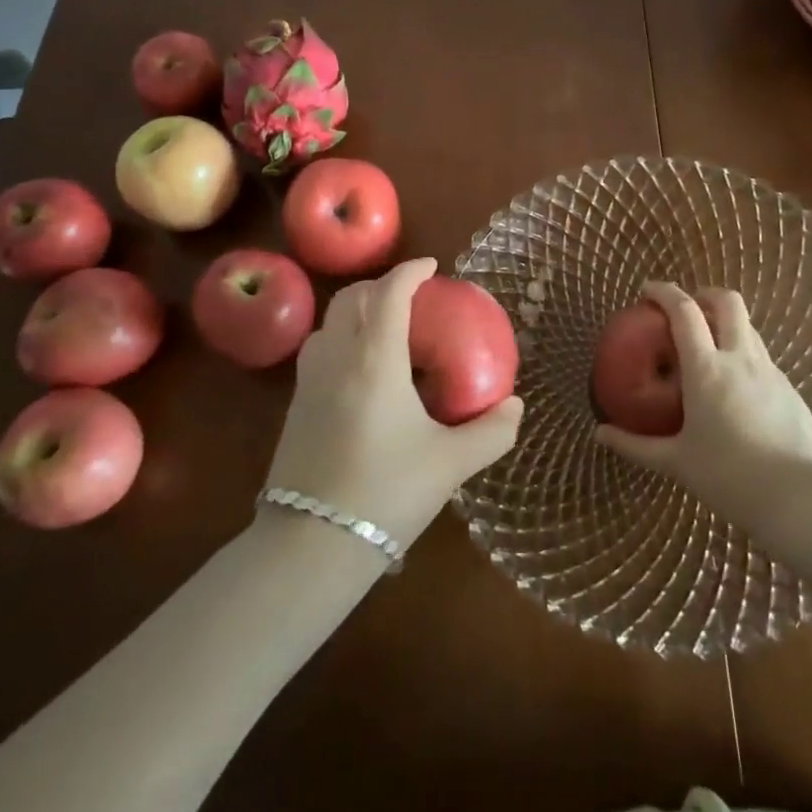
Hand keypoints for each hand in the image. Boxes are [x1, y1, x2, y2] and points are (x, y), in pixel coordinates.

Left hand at [263, 258, 523, 550]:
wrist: (309, 546)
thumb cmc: (386, 494)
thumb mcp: (450, 465)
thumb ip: (490, 432)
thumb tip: (515, 407)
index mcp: (375, 359)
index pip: (390, 293)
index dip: (411, 271)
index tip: (432, 266)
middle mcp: (337, 357)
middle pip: (353, 297)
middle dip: (381, 285)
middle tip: (411, 297)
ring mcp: (308, 379)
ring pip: (330, 320)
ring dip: (358, 308)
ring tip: (386, 327)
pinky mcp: (295, 405)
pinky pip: (318, 348)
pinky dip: (341, 336)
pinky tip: (361, 369)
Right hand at [594, 283, 811, 532]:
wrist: (802, 500)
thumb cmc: (729, 477)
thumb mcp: (676, 462)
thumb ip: (636, 446)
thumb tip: (600, 434)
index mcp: (706, 368)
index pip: (684, 311)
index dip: (664, 291)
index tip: (646, 290)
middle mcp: (740, 359)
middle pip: (727, 301)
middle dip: (705, 295)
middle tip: (687, 309)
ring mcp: (770, 372)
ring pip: (749, 327)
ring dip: (727, 324)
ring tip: (710, 347)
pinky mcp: (791, 391)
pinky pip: (763, 358)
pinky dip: (744, 355)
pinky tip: (737, 388)